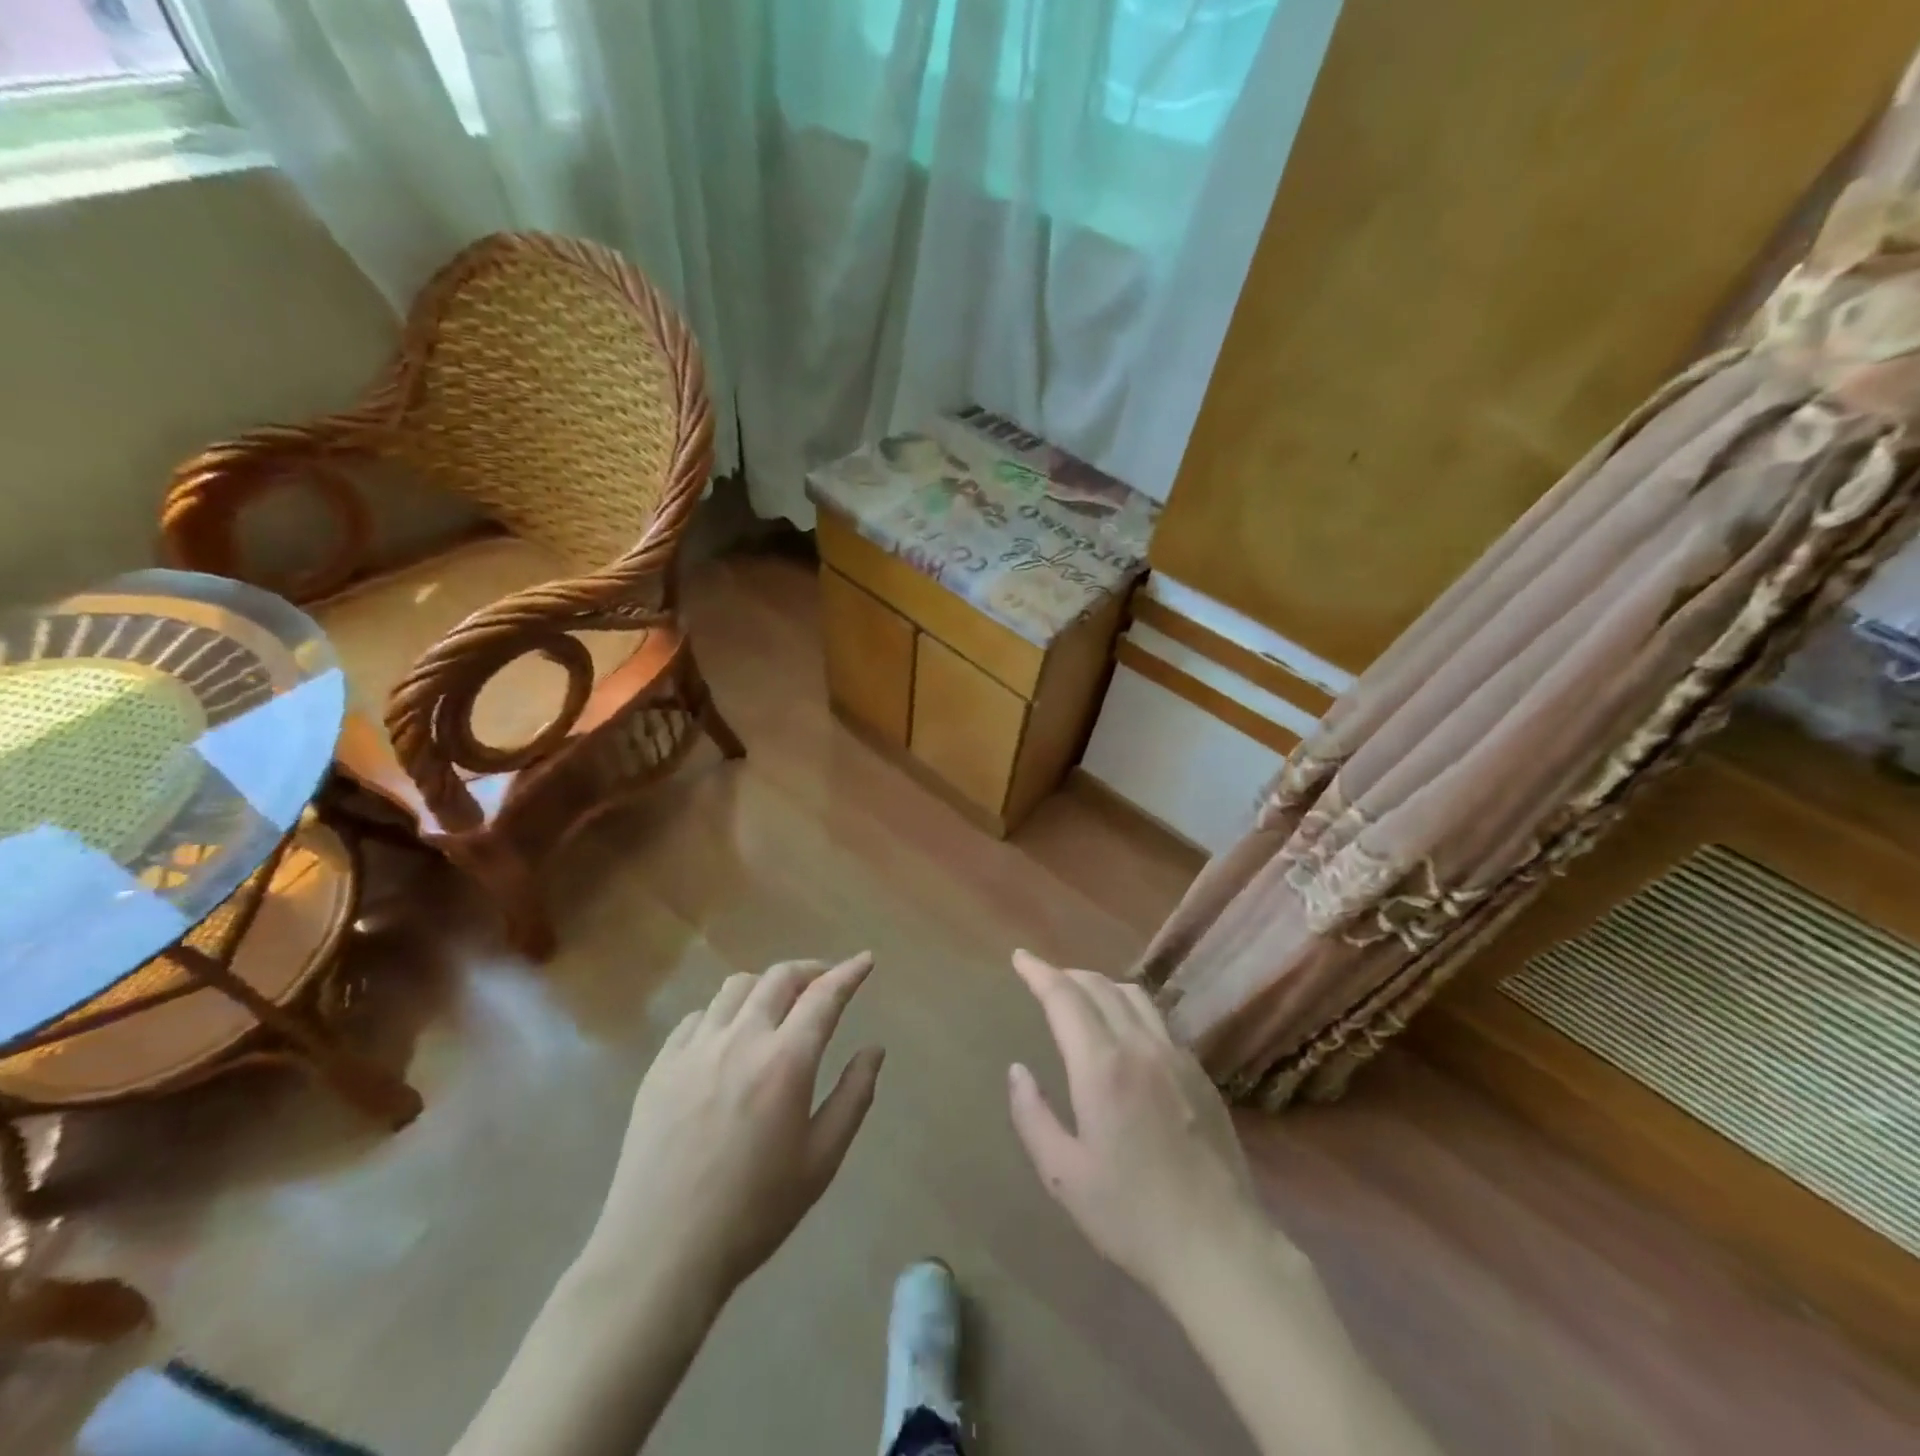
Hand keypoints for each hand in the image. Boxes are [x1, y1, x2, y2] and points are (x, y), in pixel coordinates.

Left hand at [586, 953, 884, 1302]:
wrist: (660, 1253)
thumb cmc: (753, 1211)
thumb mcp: (821, 1160)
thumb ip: (854, 1096)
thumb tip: (874, 1049)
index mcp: (786, 1061)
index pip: (825, 996)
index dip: (849, 972)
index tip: (865, 960)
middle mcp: (741, 1039)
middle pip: (779, 977)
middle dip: (810, 970)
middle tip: (825, 982)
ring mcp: (695, 1049)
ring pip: (736, 988)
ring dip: (766, 986)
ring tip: (777, 1005)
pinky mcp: (660, 1066)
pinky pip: (697, 1017)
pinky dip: (723, 1013)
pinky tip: (727, 1037)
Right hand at [1007, 950, 1268, 1303]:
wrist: (1219, 1248)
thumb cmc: (1131, 1215)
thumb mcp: (1064, 1174)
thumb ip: (1033, 1116)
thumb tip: (1017, 1071)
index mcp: (1102, 1067)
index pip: (1064, 997)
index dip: (1039, 972)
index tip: (1020, 957)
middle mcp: (1140, 1046)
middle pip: (1099, 986)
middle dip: (1066, 974)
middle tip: (1043, 979)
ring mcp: (1177, 1057)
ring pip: (1135, 996)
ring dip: (1101, 986)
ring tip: (1081, 998)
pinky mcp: (1200, 1074)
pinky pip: (1159, 1021)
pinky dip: (1131, 1009)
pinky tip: (1125, 1034)